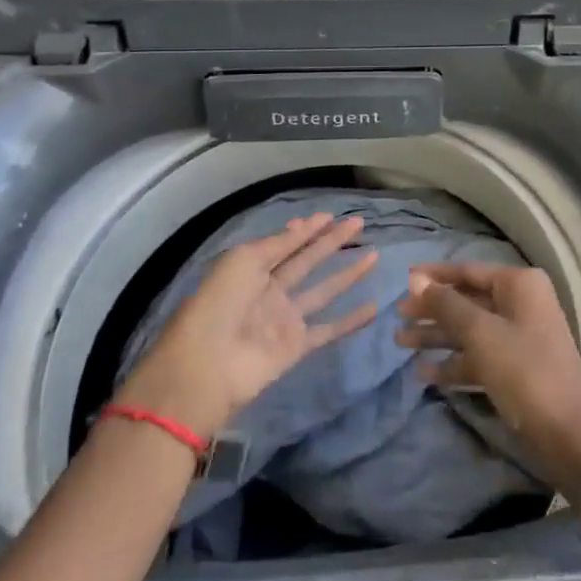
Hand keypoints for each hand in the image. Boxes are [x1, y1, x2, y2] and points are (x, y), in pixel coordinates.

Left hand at [114, 213, 379, 440]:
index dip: (308, 229)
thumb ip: (278, 244)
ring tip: (374, 255)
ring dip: (347, 274)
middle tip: (359, 223)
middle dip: (331, 241)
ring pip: (324, 290)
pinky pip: (328, 330)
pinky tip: (372, 307)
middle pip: (308, 260)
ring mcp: (285, 318)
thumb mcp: (244, 260)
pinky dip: (350, 321)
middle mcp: (272, 289)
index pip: (287, 243)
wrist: (206, 365)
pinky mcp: (297, 346)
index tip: (332, 215)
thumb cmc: (220, 303)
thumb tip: (302, 226)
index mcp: (253, 267)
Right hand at [396, 263, 580, 500]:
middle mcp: (521, 304)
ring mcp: (520, 338)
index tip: (401, 281)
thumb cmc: (525, 372)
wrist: (571, 437)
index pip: (468, 271)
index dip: (434, 276)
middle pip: (467, 301)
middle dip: (432, 310)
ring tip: (400, 343)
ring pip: (470, 331)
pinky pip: (478, 358)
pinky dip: (453, 363)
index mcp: (519, 285)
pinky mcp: (516, 370)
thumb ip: (447, 305)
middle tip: (395, 317)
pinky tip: (423, 374)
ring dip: (437, 337)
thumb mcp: (481, 334)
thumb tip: (416, 279)